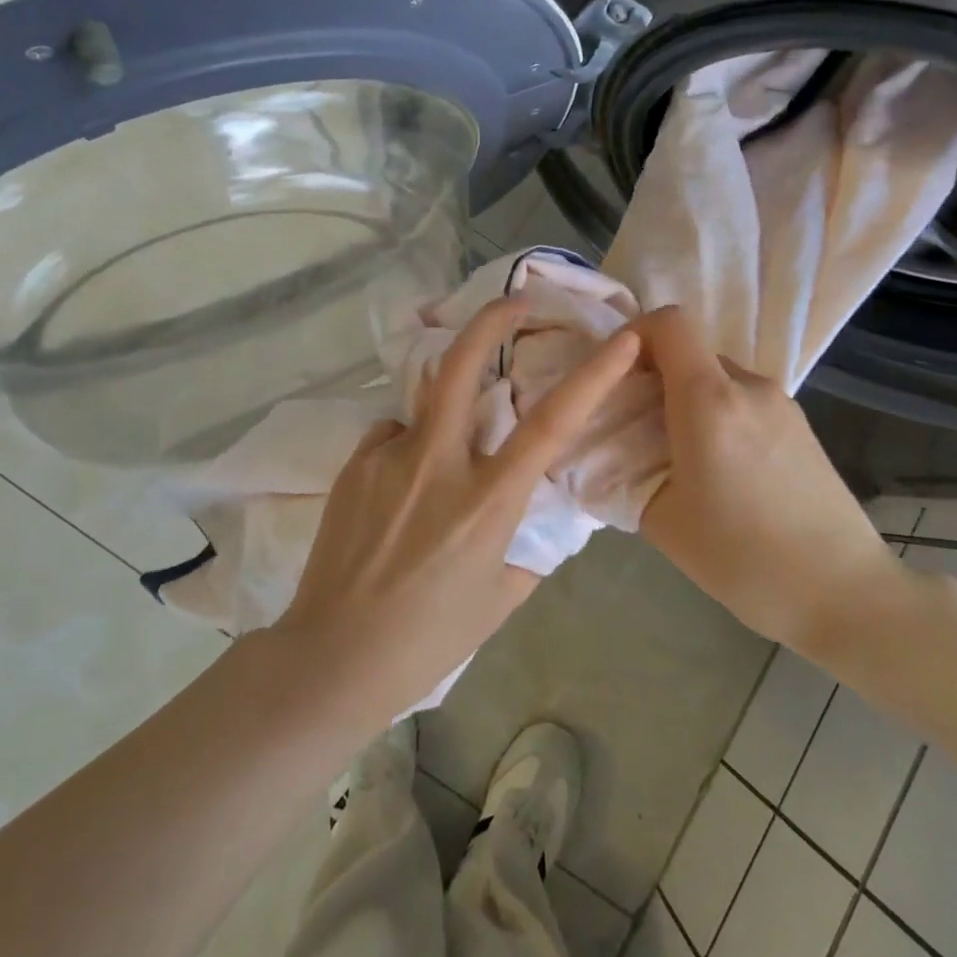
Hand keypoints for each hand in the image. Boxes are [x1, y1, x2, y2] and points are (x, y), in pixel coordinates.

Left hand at [272, 298, 641, 723]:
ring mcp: (389, 458)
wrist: (335, 655)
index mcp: (487, 501)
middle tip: (513, 300)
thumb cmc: (430, 637)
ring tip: (438, 464)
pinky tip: (397, 494)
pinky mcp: (354, 464)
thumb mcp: (500, 596)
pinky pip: (393, 437)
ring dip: (445, 412)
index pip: (551, 424)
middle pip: (464, 366)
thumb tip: (533, 509)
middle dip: (492, 320)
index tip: (622, 338)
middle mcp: (438, 464)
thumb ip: (526, 545)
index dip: (594, 374)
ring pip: (426, 405)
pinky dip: (407, 450)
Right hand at [632, 306, 905, 662]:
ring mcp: (782, 404)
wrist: (843, 593)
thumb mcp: (661, 519)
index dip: (634, 334)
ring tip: (677, 454)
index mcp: (709, 400)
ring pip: (717, 377)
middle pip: (691, 351)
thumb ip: (627, 471)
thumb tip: (613, 451)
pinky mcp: (801, 425)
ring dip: (688, 399)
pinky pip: (744, 400)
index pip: (669, 323)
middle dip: (655, 376)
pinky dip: (718, 415)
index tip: (614, 374)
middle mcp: (748, 386)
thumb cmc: (742, 557)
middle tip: (636, 425)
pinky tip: (719, 468)